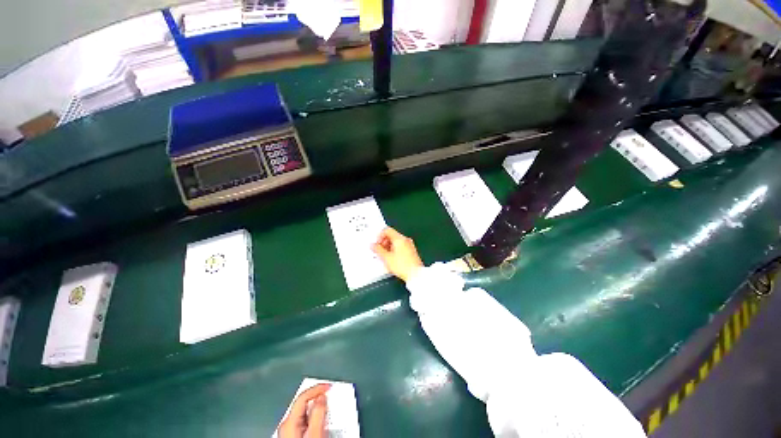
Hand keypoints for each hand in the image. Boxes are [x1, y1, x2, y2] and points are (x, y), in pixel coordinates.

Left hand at [278, 383, 329, 437]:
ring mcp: (287, 433)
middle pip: (303, 403)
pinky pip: (303, 421)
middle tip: (329, 395)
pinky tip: (319, 421)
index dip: (317, 388)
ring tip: (326, 408)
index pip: (303, 396)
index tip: (328, 385)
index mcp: (288, 421)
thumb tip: (322, 396)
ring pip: (304, 413)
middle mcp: (285, 426)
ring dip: (316, 408)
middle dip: (317, 397)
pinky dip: (312, 417)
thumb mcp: (315, 431)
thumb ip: (318, 412)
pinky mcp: (291, 437)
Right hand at [372, 227, 423, 282]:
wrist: (416, 274)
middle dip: (383, 242)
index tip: (377, 244)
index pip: (387, 230)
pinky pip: (400, 246)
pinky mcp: (411, 251)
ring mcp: (409, 245)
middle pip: (392, 235)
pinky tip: (392, 258)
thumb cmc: (402, 265)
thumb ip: (378, 250)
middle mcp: (405, 240)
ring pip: (396, 241)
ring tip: (385, 256)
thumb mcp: (386, 258)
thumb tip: (373, 245)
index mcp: (399, 238)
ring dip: (388, 246)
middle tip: (379, 250)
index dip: (379, 236)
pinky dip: (394, 250)